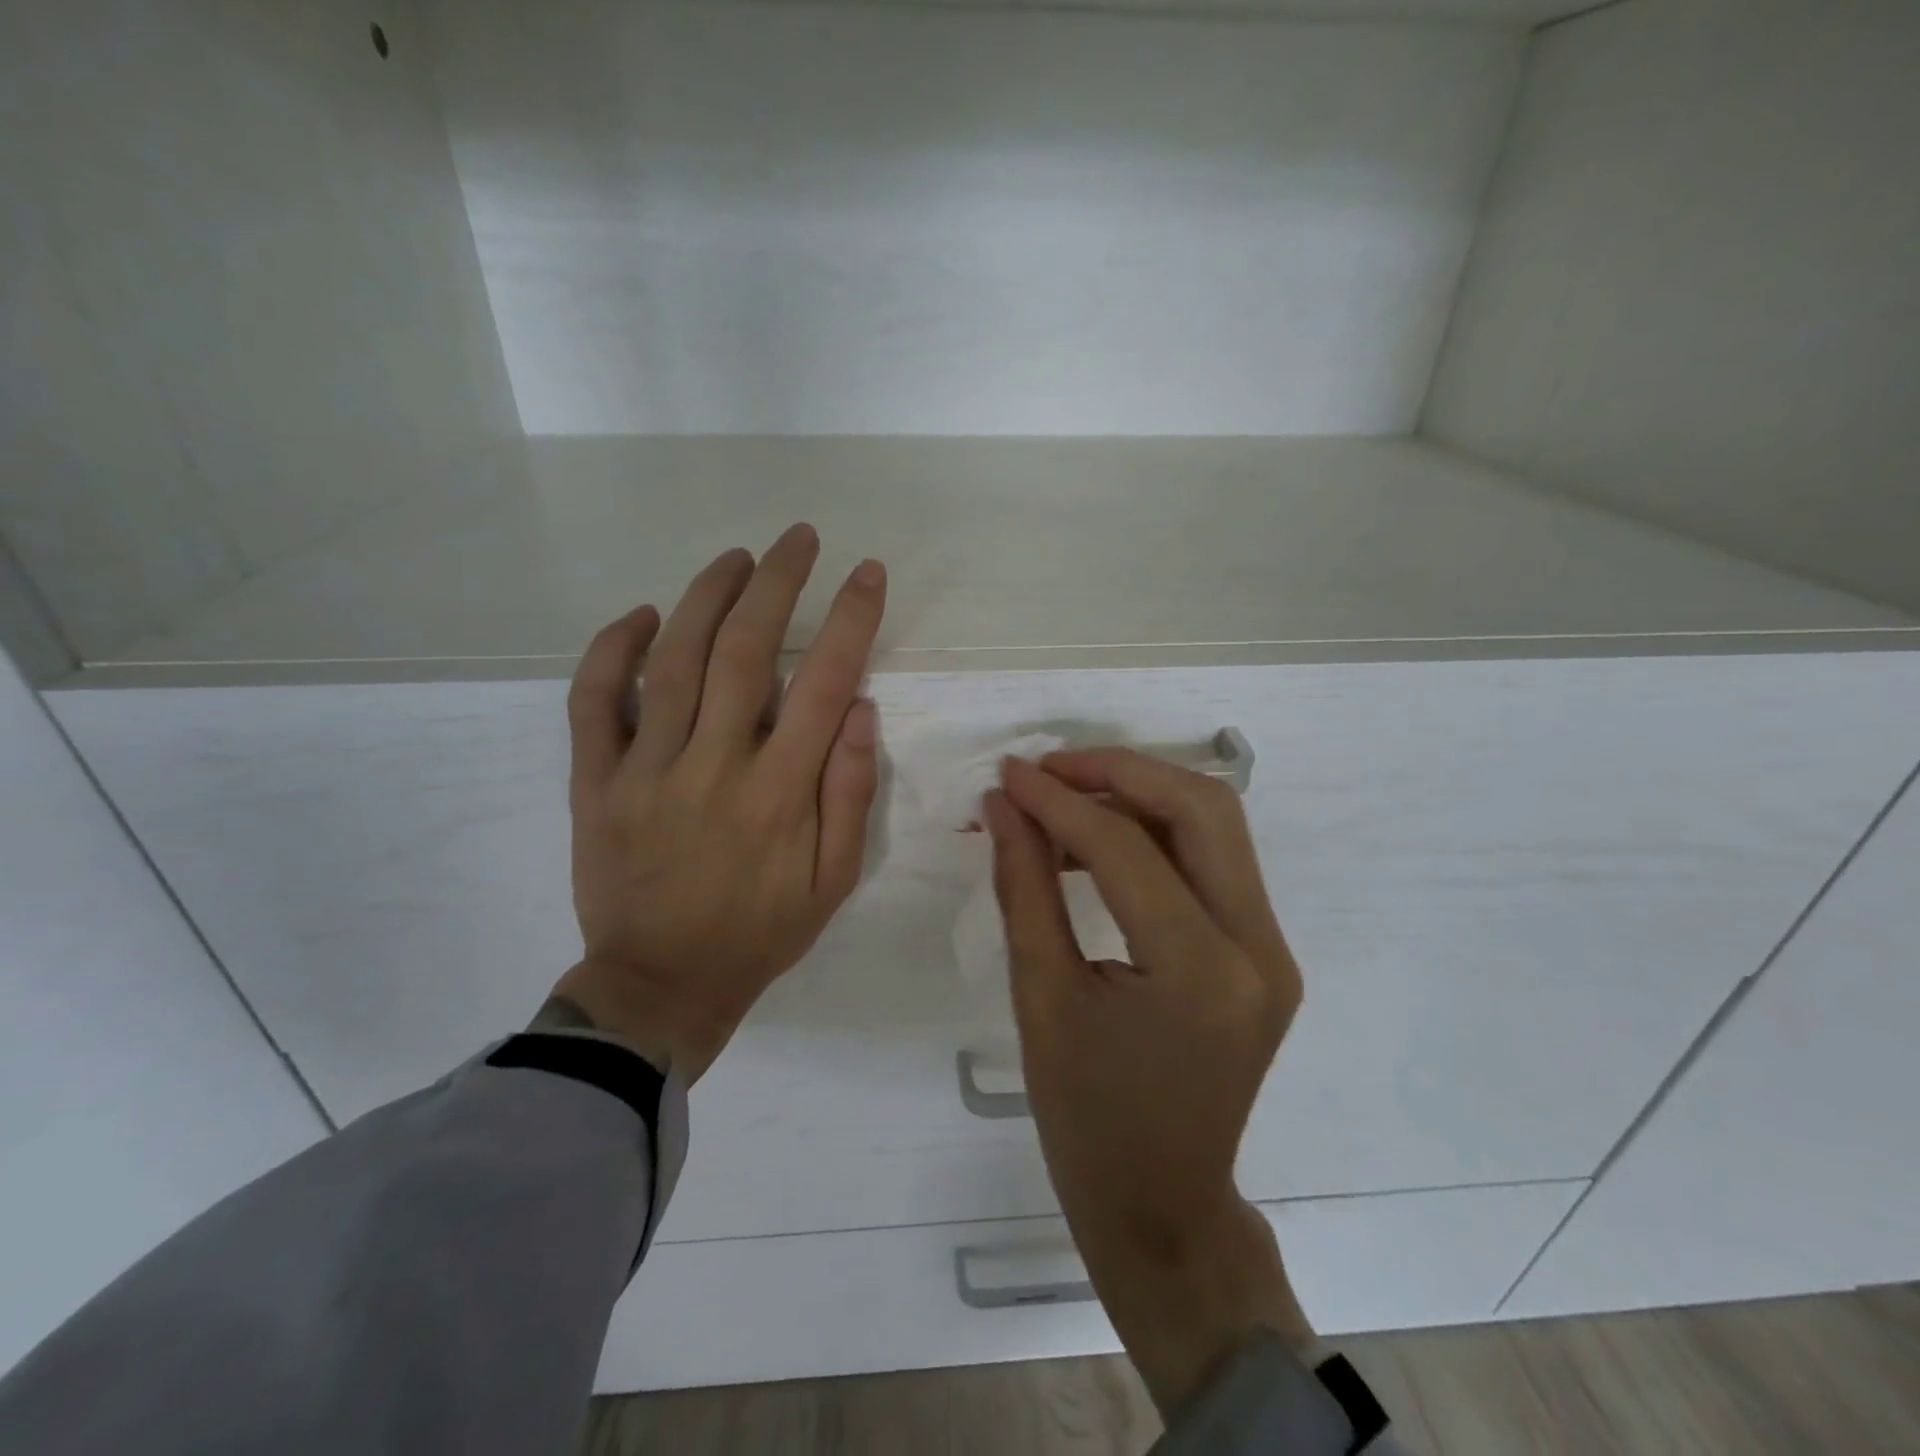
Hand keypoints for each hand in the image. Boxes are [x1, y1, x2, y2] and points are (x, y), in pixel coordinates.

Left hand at [548, 525, 886, 1081]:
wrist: (660, 985)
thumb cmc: (760, 934)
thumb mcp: (833, 880)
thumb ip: (848, 792)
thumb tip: (858, 707)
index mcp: (779, 794)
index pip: (823, 683)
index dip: (850, 619)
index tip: (866, 572)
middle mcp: (713, 767)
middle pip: (744, 650)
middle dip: (777, 582)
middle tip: (797, 538)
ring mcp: (646, 771)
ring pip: (672, 659)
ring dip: (706, 596)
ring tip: (736, 559)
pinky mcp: (595, 782)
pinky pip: (594, 701)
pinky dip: (611, 649)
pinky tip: (640, 615)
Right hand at [985, 750, 1310, 1413]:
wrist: (1163, 1204)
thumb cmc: (1086, 1118)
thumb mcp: (1040, 997)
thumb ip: (1024, 887)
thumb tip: (1004, 806)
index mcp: (1200, 972)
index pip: (1126, 847)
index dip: (1058, 800)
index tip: (1009, 774)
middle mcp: (1258, 948)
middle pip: (1202, 808)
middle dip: (1119, 771)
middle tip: (1048, 770)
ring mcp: (1272, 950)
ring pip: (1215, 825)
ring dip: (1139, 794)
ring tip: (1062, 802)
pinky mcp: (1264, 952)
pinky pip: (1212, 863)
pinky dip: (1154, 835)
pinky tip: (1095, 845)